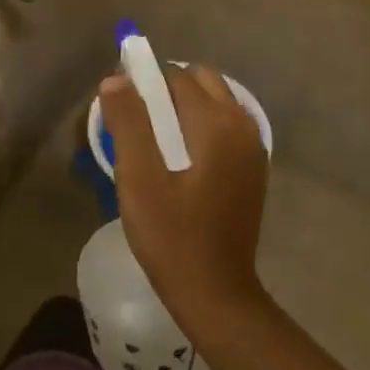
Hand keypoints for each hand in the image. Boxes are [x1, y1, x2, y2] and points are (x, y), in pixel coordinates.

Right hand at [98, 65, 267, 315]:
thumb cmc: (171, 236)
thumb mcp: (139, 178)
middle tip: (135, 121)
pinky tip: (179, 159)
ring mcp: (253, 149)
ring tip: (152, 140)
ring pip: (216, 103)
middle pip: (202, 83)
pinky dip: (201, 126)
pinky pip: (226, 127)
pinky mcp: (253, 170)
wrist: (215, 292)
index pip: (176, 77)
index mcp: (217, 124)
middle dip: (167, 90)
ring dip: (185, 107)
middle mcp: (243, 126)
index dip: (144, 81)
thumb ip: (128, 123)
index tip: (119, 105)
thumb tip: (116, 79)